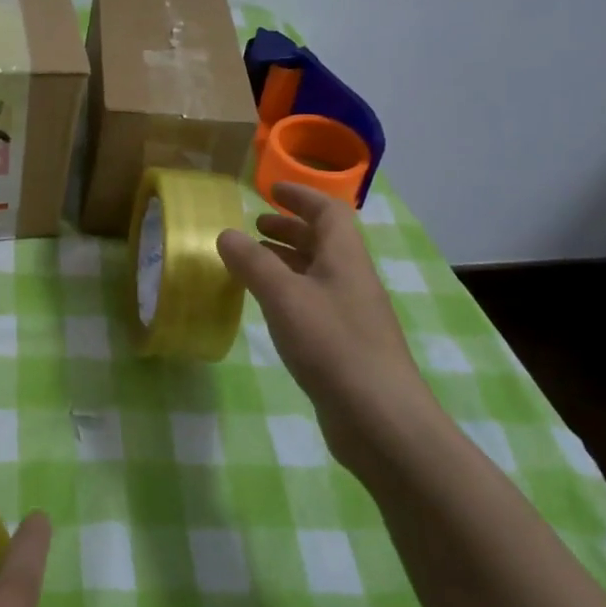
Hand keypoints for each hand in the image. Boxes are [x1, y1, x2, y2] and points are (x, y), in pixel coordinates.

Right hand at [217, 181, 427, 465]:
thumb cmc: (332, 344)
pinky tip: (269, 306)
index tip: (271, 189)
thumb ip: (253, 263)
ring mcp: (351, 313)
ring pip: (317, 272)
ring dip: (287, 259)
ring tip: (253, 261)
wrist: (379, 417)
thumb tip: (226, 233)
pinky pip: (313, 301)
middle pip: (323, 240)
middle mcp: (351, 278)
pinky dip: (288, 291)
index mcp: (345, 257)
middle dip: (290, 227)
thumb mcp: (284, 297)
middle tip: (255, 225)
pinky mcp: (345, 343)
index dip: (301, 195)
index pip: (328, 211)